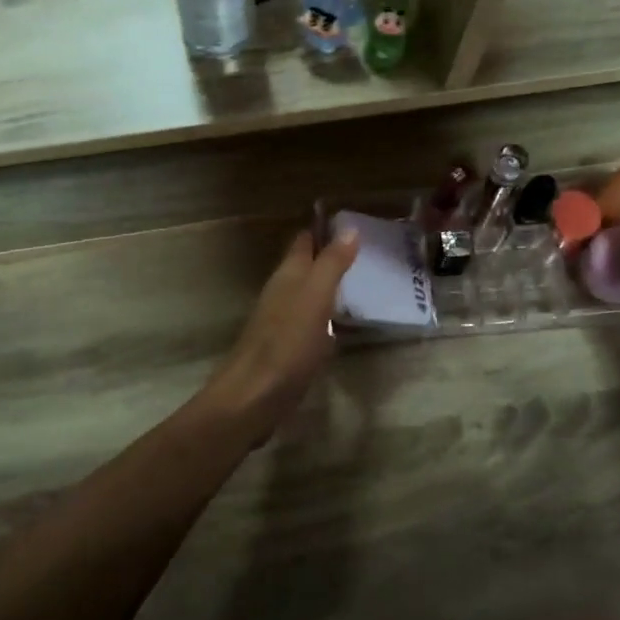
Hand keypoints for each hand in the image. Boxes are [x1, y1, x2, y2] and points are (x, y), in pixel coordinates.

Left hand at [206, 229, 359, 433]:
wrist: (253, 398)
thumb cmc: (287, 344)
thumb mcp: (315, 298)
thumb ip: (331, 264)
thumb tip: (349, 228)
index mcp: (287, 276)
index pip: (303, 241)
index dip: (324, 229)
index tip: (352, 221)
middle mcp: (281, 293)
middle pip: (304, 266)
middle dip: (329, 256)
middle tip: (366, 252)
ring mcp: (280, 322)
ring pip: (306, 294)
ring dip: (328, 286)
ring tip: (361, 283)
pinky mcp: (285, 349)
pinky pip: (309, 322)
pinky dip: (325, 315)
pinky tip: (341, 324)